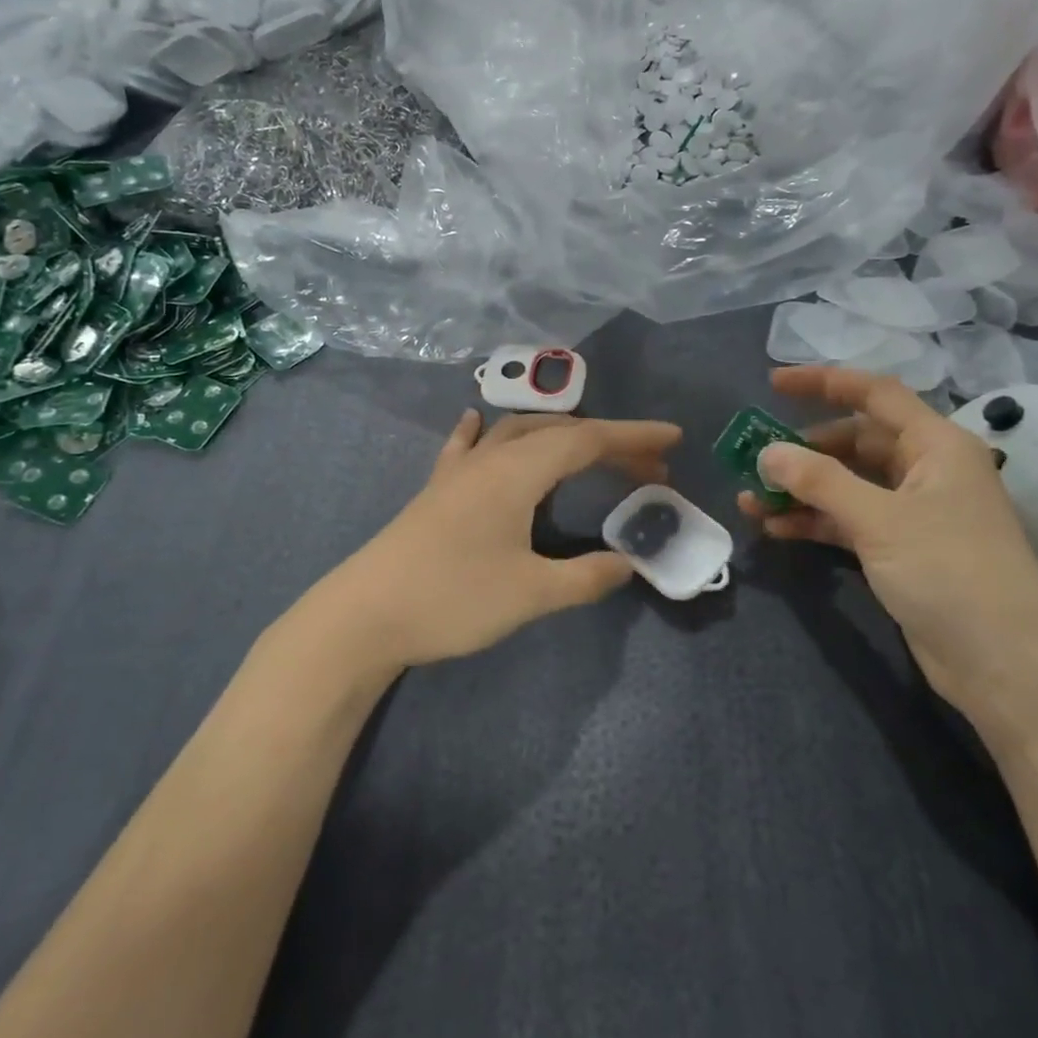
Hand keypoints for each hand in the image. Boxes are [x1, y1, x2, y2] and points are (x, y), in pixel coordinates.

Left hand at [331, 409, 681, 672]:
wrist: (364, 615)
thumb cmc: (452, 598)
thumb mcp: (530, 594)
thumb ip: (586, 577)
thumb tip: (629, 564)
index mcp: (518, 472)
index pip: (587, 440)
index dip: (633, 437)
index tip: (673, 440)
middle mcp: (490, 458)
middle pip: (558, 433)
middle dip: (607, 442)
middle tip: (646, 469)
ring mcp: (458, 471)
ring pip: (518, 433)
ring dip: (559, 437)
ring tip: (589, 454)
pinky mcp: (436, 490)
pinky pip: (469, 446)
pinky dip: (486, 433)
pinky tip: (478, 423)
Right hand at [738, 366, 1037, 722]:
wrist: (1006, 665)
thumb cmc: (951, 573)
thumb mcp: (880, 521)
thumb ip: (820, 481)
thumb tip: (767, 453)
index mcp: (936, 445)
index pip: (875, 395)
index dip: (824, 382)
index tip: (773, 383)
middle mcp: (926, 470)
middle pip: (855, 442)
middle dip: (803, 449)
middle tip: (753, 457)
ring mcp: (914, 512)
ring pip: (847, 484)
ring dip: (802, 489)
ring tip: (750, 498)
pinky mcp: (902, 549)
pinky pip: (849, 520)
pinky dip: (815, 520)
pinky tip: (776, 527)